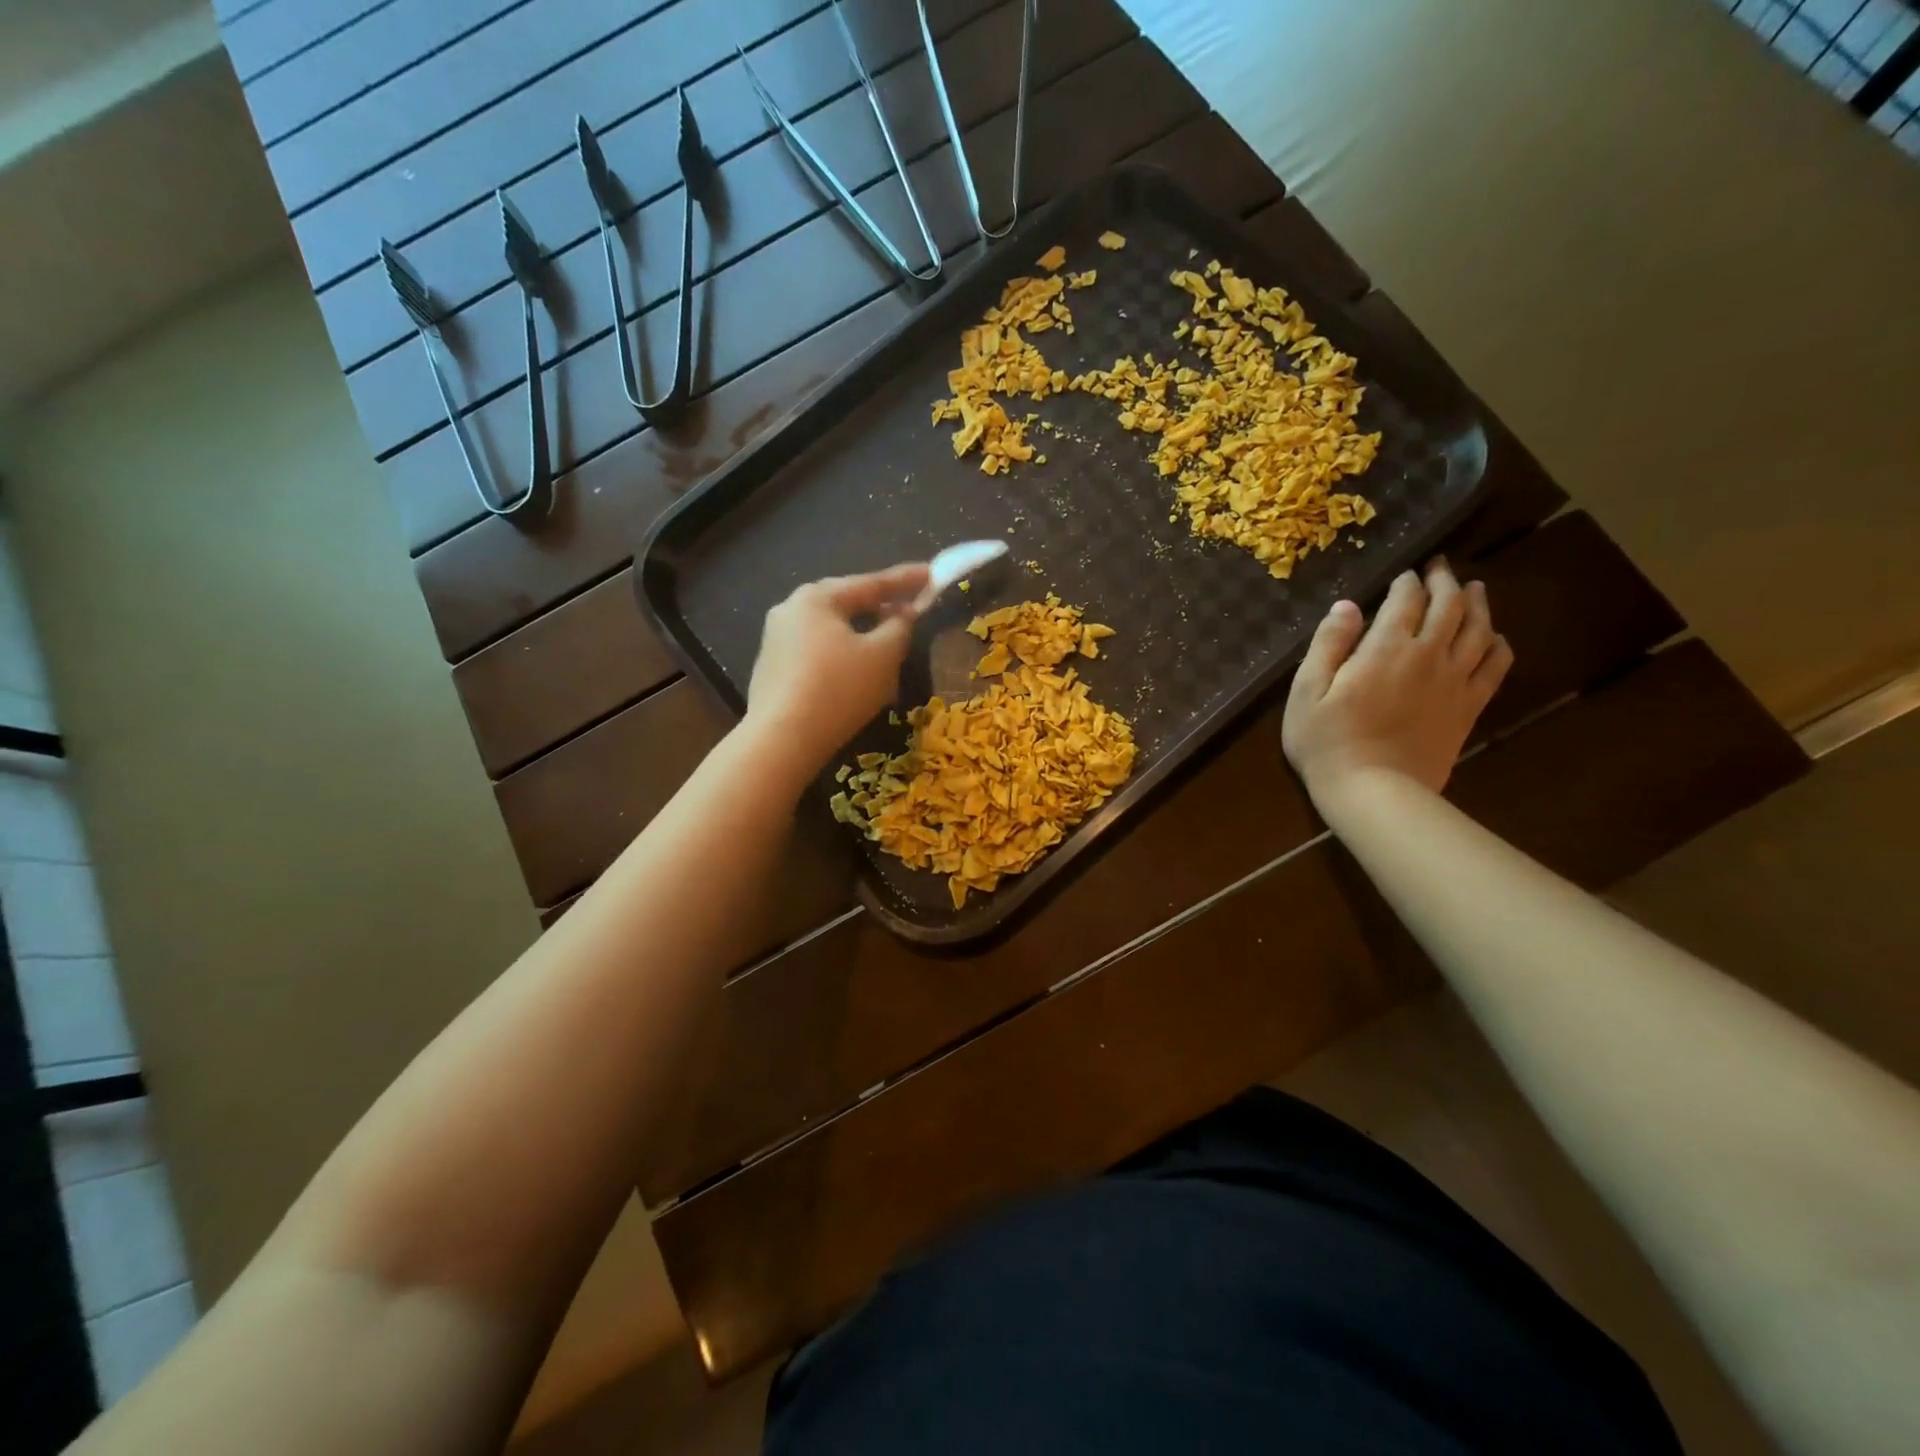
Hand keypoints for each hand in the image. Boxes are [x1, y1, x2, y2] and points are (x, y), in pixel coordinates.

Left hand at [746, 562, 930, 775]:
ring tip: (889, 643)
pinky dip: (843, 656)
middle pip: (847, 603)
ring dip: (863, 634)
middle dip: (881, 606)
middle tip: (912, 607)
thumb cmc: (838, 689)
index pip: (871, 582)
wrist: (781, 740)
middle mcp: (790, 609)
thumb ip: (900, 627)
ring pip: (832, 630)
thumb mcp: (883, 656)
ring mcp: (776, 640)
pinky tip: (858, 673)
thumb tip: (904, 613)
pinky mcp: (772, 669)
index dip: (907, 580)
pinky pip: (817, 652)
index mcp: (817, 597)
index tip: (933, 574)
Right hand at [1282, 557, 1512, 808]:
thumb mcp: (1306, 691)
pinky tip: (1494, 638)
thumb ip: (1327, 644)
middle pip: (1450, 605)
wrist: (1373, 791)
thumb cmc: (1326, 742)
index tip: (1404, 573)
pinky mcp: (1469, 707)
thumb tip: (1347, 606)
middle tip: (1439, 568)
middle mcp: (1429, 655)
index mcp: (1386, 648)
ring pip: (1479, 629)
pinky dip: (1498, 644)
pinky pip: (1496, 666)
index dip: (1407, 581)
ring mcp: (1455, 682)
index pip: (1406, 599)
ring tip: (1474, 589)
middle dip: (1444, 581)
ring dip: (1478, 603)